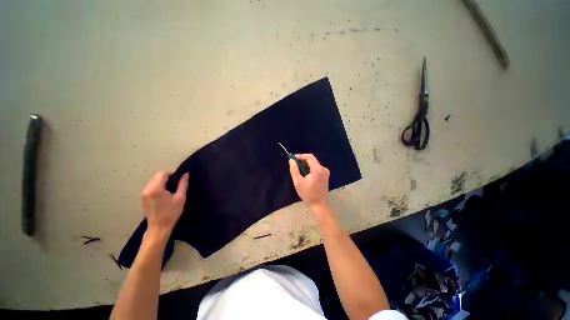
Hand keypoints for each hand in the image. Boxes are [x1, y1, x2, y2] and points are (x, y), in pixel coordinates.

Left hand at [141, 172, 188, 239]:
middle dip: (167, 178)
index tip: (179, 180)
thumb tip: (186, 174)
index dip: (172, 174)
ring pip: (154, 181)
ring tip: (170, 190)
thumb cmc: (171, 213)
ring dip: (162, 182)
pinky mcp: (143, 198)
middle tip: (176, 185)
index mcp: (156, 188)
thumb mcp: (180, 198)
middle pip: (157, 176)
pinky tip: (164, 195)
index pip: (163, 173)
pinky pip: (151, 187)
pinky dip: (158, 187)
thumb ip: (183, 184)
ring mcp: (143, 194)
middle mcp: (147, 189)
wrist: (159, 227)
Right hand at [289, 154, 329, 209]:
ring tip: (298, 173)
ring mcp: (325, 173)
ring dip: (305, 166)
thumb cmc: (308, 194)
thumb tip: (291, 160)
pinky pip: (316, 169)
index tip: (292, 159)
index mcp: (318, 169)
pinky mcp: (325, 176)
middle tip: (294, 167)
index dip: (300, 156)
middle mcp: (323, 169)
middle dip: (302, 162)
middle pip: (311, 160)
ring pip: (313, 165)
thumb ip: (294, 169)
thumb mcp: (298, 182)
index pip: (309, 157)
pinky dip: (309, 170)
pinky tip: (305, 177)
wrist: (319, 206)